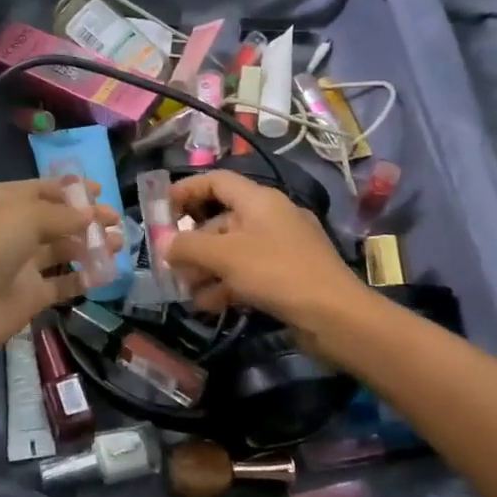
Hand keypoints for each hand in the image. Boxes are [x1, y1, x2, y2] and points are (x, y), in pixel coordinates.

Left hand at [0, 177, 121, 363]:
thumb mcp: (27, 216)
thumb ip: (63, 215)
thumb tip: (90, 214)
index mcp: (5, 202)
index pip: (43, 189)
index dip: (71, 190)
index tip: (101, 191)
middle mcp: (13, 229)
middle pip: (56, 219)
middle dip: (86, 218)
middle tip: (116, 220)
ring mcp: (23, 263)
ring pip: (63, 249)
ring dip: (90, 246)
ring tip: (118, 244)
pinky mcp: (32, 294)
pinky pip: (63, 283)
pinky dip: (84, 277)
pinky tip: (106, 273)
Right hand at [167, 169, 364, 329]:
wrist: (335, 315)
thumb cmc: (275, 272)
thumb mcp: (224, 256)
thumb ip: (188, 246)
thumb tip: (164, 245)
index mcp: (258, 199)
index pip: (216, 181)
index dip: (186, 190)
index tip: (162, 209)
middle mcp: (270, 216)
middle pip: (221, 219)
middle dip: (193, 242)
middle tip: (170, 263)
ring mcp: (282, 246)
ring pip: (233, 249)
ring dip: (206, 268)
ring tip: (185, 291)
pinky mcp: (288, 274)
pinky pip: (249, 271)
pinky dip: (227, 283)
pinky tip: (208, 305)